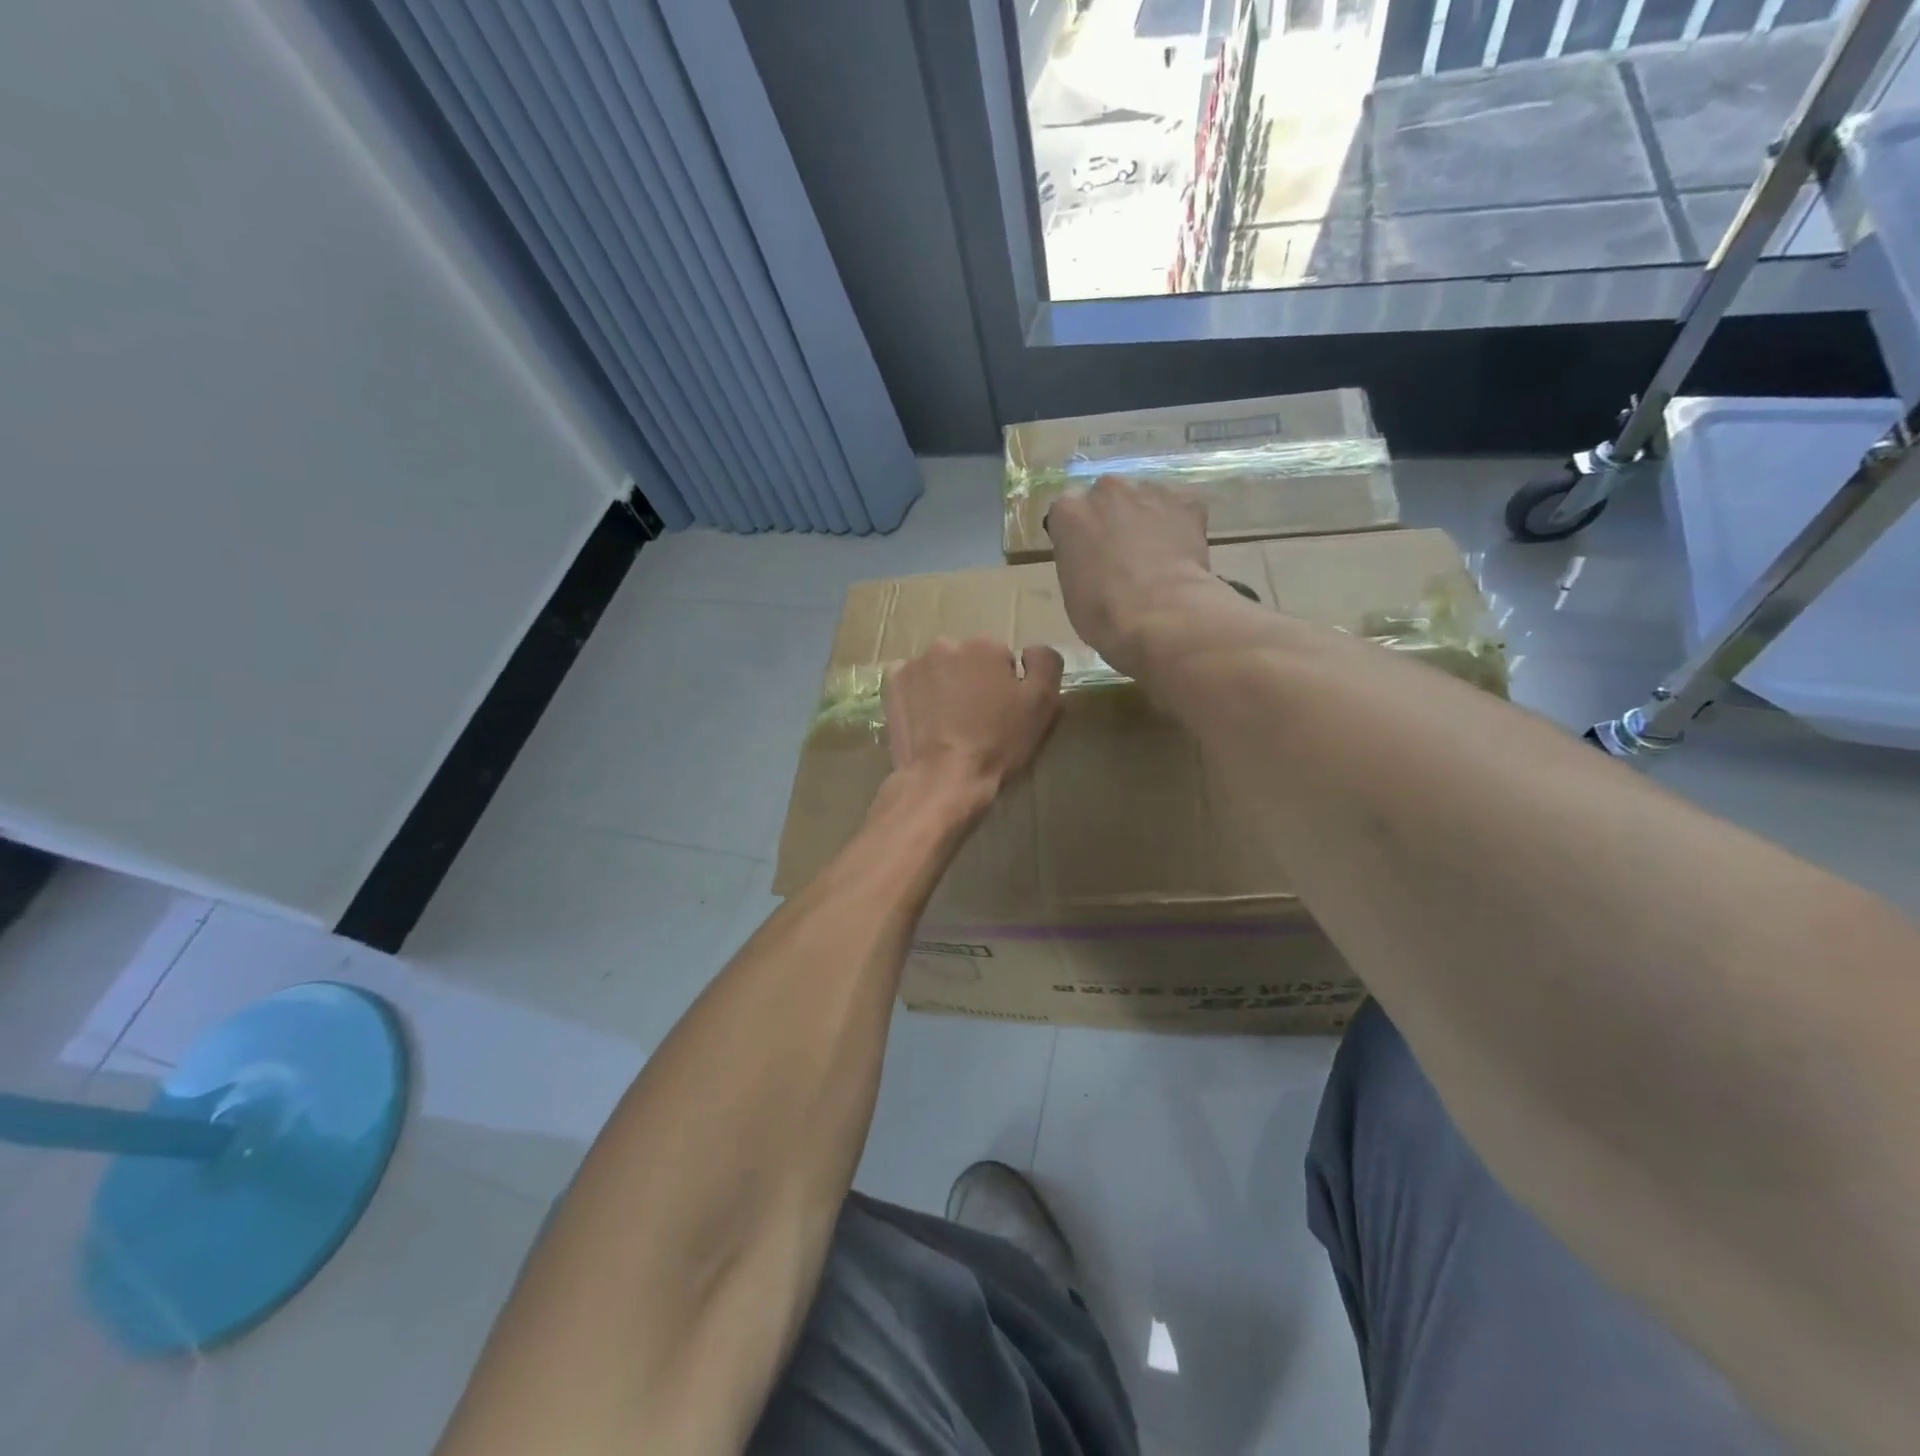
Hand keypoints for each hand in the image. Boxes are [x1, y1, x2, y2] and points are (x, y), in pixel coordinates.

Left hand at [883, 638, 1063, 805]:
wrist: (943, 779)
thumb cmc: (997, 744)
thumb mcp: (1042, 705)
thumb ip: (1045, 664)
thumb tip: (1031, 650)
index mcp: (985, 645)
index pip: (1002, 659)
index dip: (1005, 688)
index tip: (1002, 714)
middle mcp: (946, 645)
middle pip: (968, 661)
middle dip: (973, 682)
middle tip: (975, 720)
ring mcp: (913, 664)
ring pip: (939, 670)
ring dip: (945, 687)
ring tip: (949, 725)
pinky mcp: (891, 686)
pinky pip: (910, 682)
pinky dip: (917, 695)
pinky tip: (925, 720)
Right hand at [1044, 476, 1218, 674]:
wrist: (1159, 614)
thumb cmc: (1102, 611)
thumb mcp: (1071, 587)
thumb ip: (1079, 558)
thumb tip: (1096, 559)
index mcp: (1068, 511)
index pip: (1068, 513)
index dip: (1079, 534)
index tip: (1087, 554)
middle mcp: (1106, 489)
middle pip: (1107, 497)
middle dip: (1112, 518)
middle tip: (1122, 553)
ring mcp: (1148, 490)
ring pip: (1145, 498)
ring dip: (1147, 517)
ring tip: (1157, 553)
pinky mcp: (1186, 498)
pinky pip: (1181, 505)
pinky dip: (1181, 522)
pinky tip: (1182, 551)